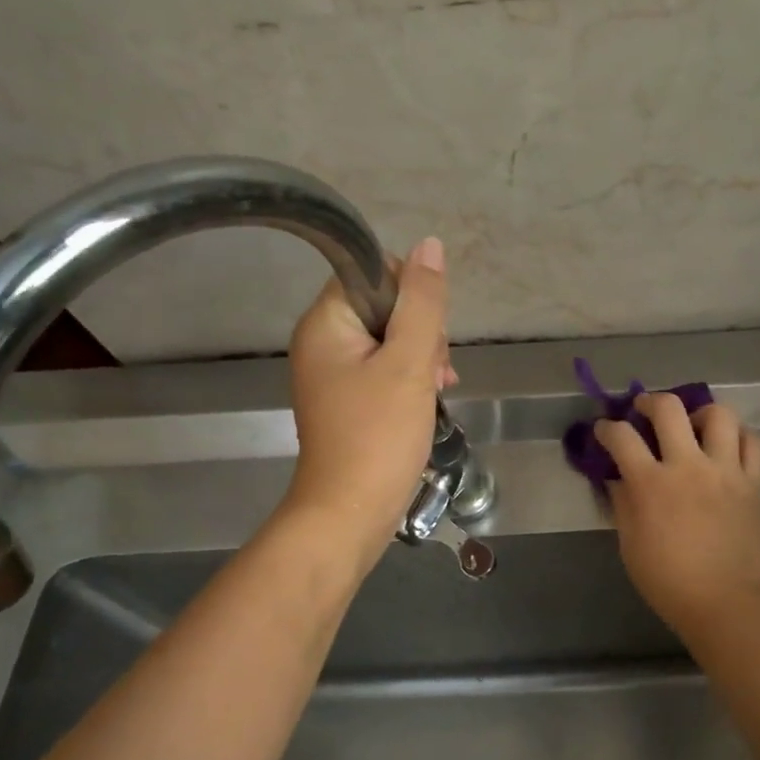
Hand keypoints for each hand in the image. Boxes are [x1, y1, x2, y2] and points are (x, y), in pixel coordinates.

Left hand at [283, 237, 454, 566]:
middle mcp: (322, 342)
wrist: (351, 512)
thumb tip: (430, 246)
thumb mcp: (410, 364)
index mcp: (326, 323)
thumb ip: (423, 304)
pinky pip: (384, 371)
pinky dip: (411, 380)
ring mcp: (333, 375)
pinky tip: (431, 400)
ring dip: (422, 358)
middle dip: (421, 332)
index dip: (411, 294)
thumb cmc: (378, 436)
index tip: (429, 334)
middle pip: (383, 307)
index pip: (372, 273)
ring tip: (437, 389)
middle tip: (433, 371)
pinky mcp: (348, 402)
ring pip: (390, 341)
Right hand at [594, 393, 759, 642]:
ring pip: (719, 414)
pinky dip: (738, 436)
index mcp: (652, 484)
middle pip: (669, 409)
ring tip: (692, 425)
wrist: (727, 604)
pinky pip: (752, 443)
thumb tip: (618, 479)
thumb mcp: (631, 547)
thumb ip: (624, 506)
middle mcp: (689, 466)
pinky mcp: (753, 483)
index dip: (607, 429)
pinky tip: (726, 445)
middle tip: (643, 410)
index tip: (604, 431)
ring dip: (699, 412)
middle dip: (649, 402)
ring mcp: (726, 471)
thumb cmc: (670, 584)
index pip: (622, 438)